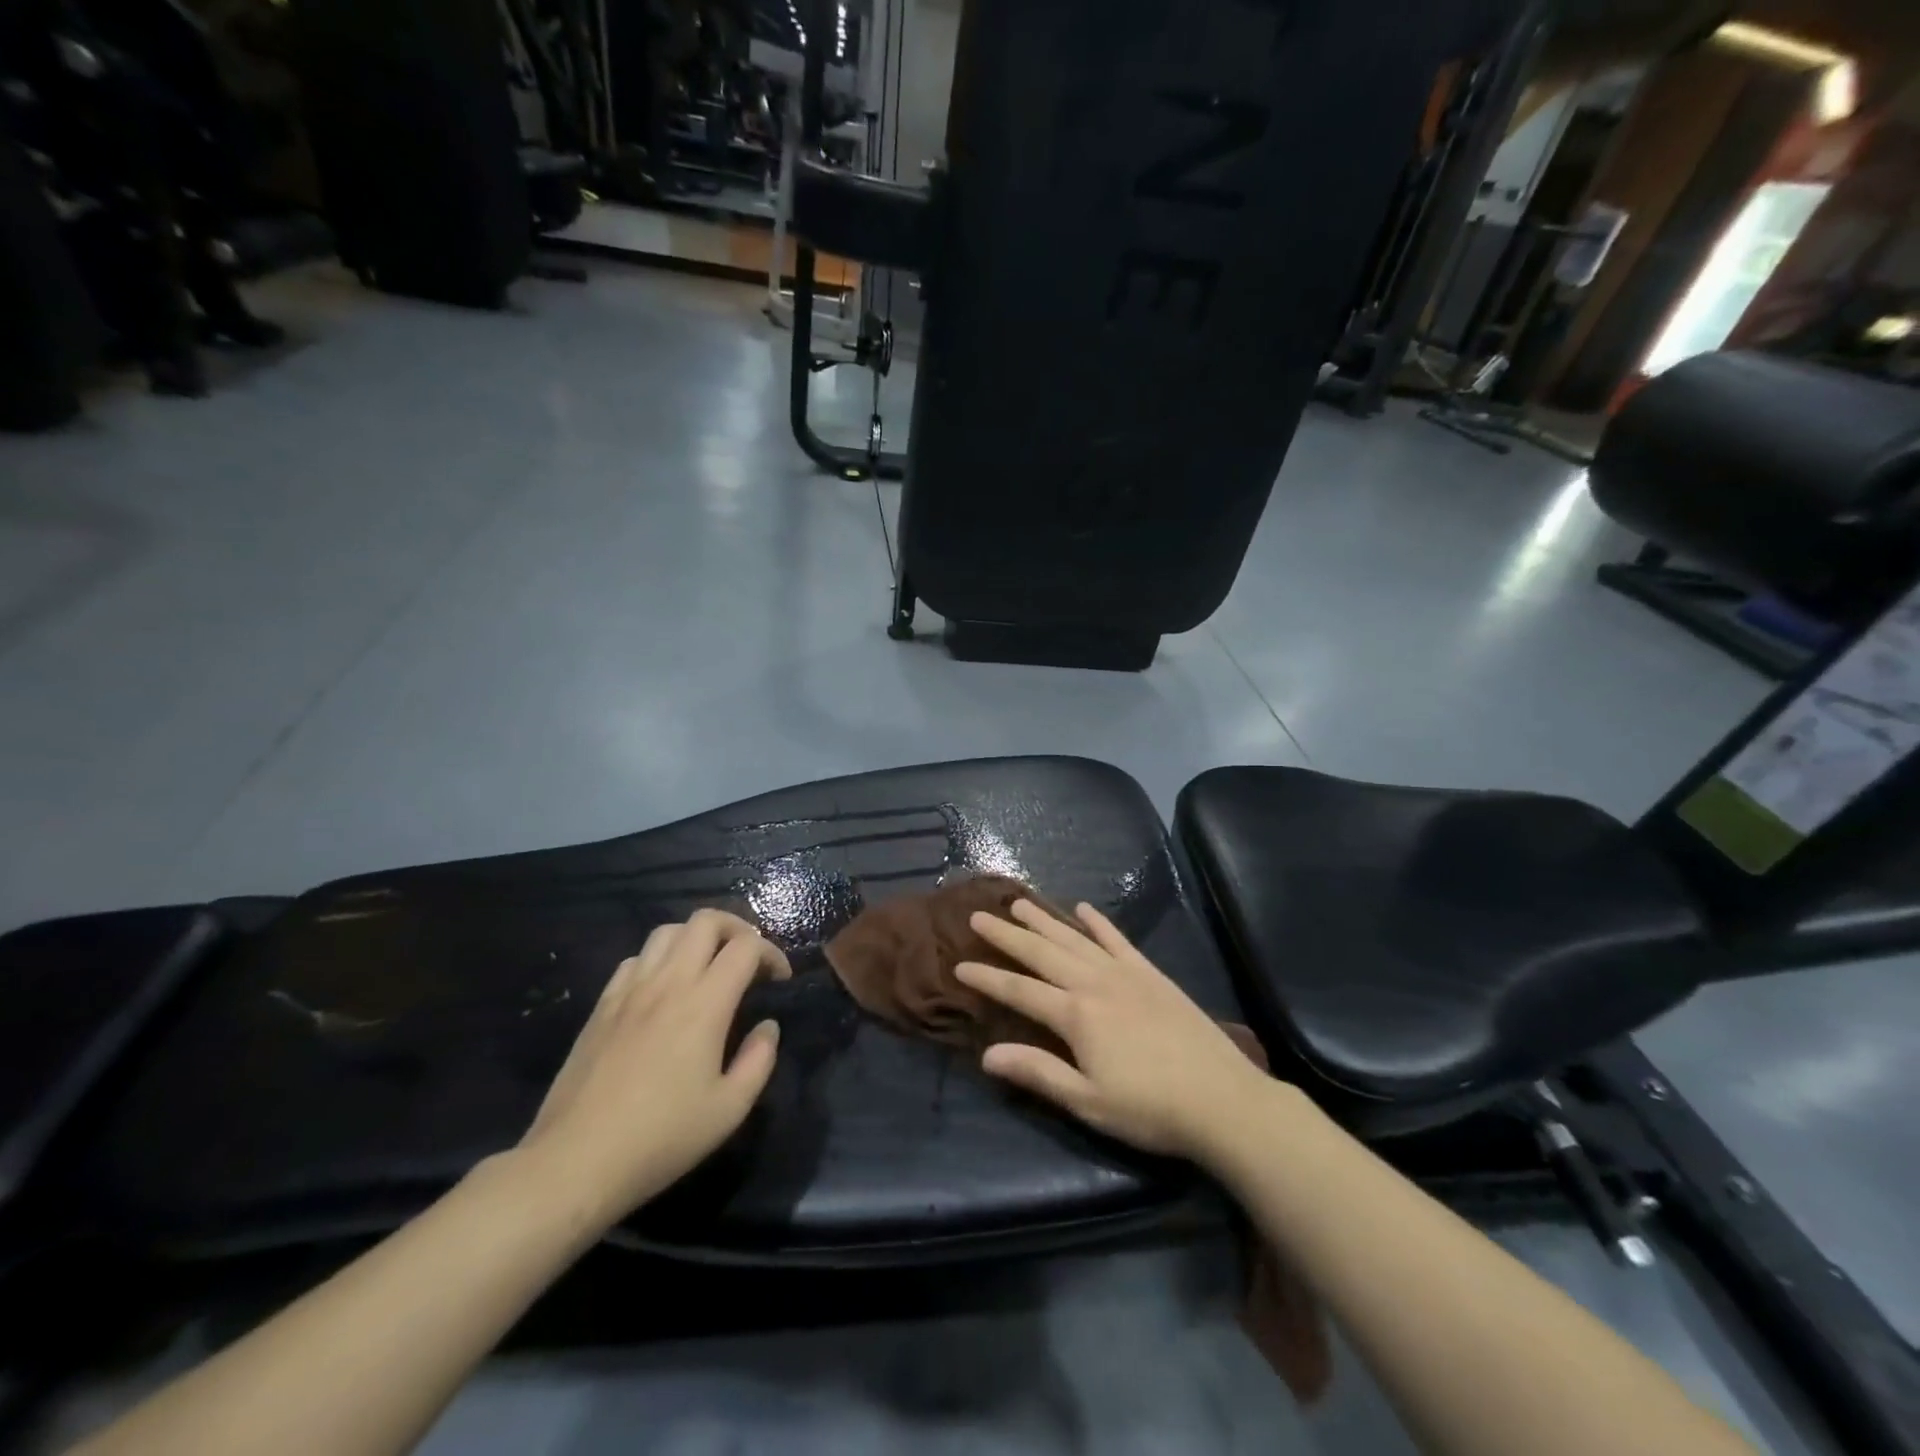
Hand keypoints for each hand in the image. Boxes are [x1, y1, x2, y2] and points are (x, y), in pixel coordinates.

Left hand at [515, 909, 789, 1229]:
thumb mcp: (729, 1110)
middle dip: (737, 928)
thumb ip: (758, 1060)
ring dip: (696, 938)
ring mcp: (629, 991)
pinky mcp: (602, 1006)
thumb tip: (767, 1027)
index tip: (779, 980)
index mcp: (705, 1004)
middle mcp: (668, 983)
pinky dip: (659, 959)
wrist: (574, 1162)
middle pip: (706, 921)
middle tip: (748, 959)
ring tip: (708, 967)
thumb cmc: (660, 1139)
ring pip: (668, 932)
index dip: (771, 954)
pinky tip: (663, 990)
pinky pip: (635, 960)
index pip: (746, 947)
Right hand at [955, 901, 1276, 1161]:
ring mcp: (1124, 973)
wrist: (1222, 1100)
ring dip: (1044, 919)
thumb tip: (986, 1055)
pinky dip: (1098, 922)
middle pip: (1041, 953)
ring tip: (1019, 902)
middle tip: (979, 915)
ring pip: (1074, 938)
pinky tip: (1083, 909)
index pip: (1019, 990)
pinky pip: (1117, 939)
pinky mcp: (1150, 973)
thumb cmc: (1150, 1109)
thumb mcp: (1088, 1102)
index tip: (958, 965)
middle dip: (1007, 934)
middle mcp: (1094, 982)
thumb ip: (1038, 1073)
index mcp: (1076, 1015)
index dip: (987, 977)